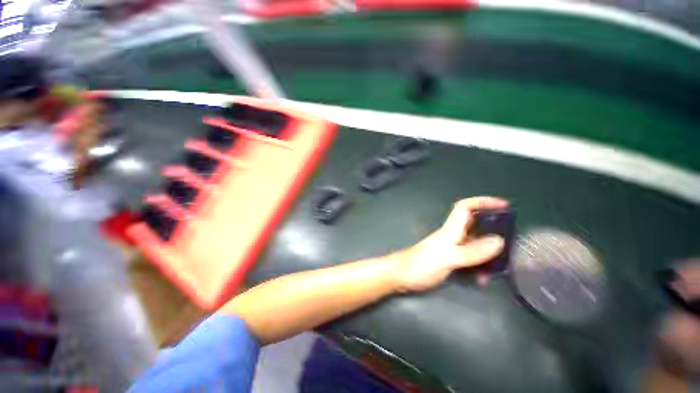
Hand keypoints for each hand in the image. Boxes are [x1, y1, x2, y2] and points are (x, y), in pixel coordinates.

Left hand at [392, 197, 506, 291]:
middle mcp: (452, 236)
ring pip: (475, 246)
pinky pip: (470, 260)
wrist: (400, 276)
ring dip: (487, 256)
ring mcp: (451, 249)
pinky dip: (478, 268)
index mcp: (450, 230)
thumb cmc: (420, 265)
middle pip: (475, 227)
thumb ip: (471, 251)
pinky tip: (481, 280)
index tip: (504, 205)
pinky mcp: (449, 260)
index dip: (482, 202)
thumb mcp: (447, 258)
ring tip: (496, 271)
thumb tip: (499, 241)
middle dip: (493, 233)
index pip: (465, 208)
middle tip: (510, 246)